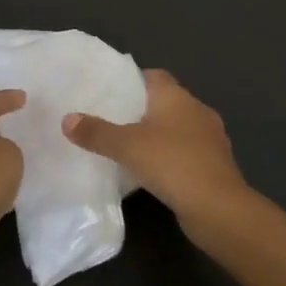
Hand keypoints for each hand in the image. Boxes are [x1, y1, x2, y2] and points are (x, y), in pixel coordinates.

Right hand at [62, 70, 249, 238]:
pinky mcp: (215, 165)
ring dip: (158, 136)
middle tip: (112, 121)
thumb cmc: (172, 163)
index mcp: (177, 96)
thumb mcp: (126, 147)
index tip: (111, 92)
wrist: (219, 208)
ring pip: (177, 128)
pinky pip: (186, 152)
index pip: (154, 76)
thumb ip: (96, 132)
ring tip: (128, 148)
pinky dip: (170, 157)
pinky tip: (153, 172)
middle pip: (165, 101)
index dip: (132, 81)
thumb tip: (67, 119)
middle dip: (141, 110)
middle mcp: (196, 110)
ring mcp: (210, 138)